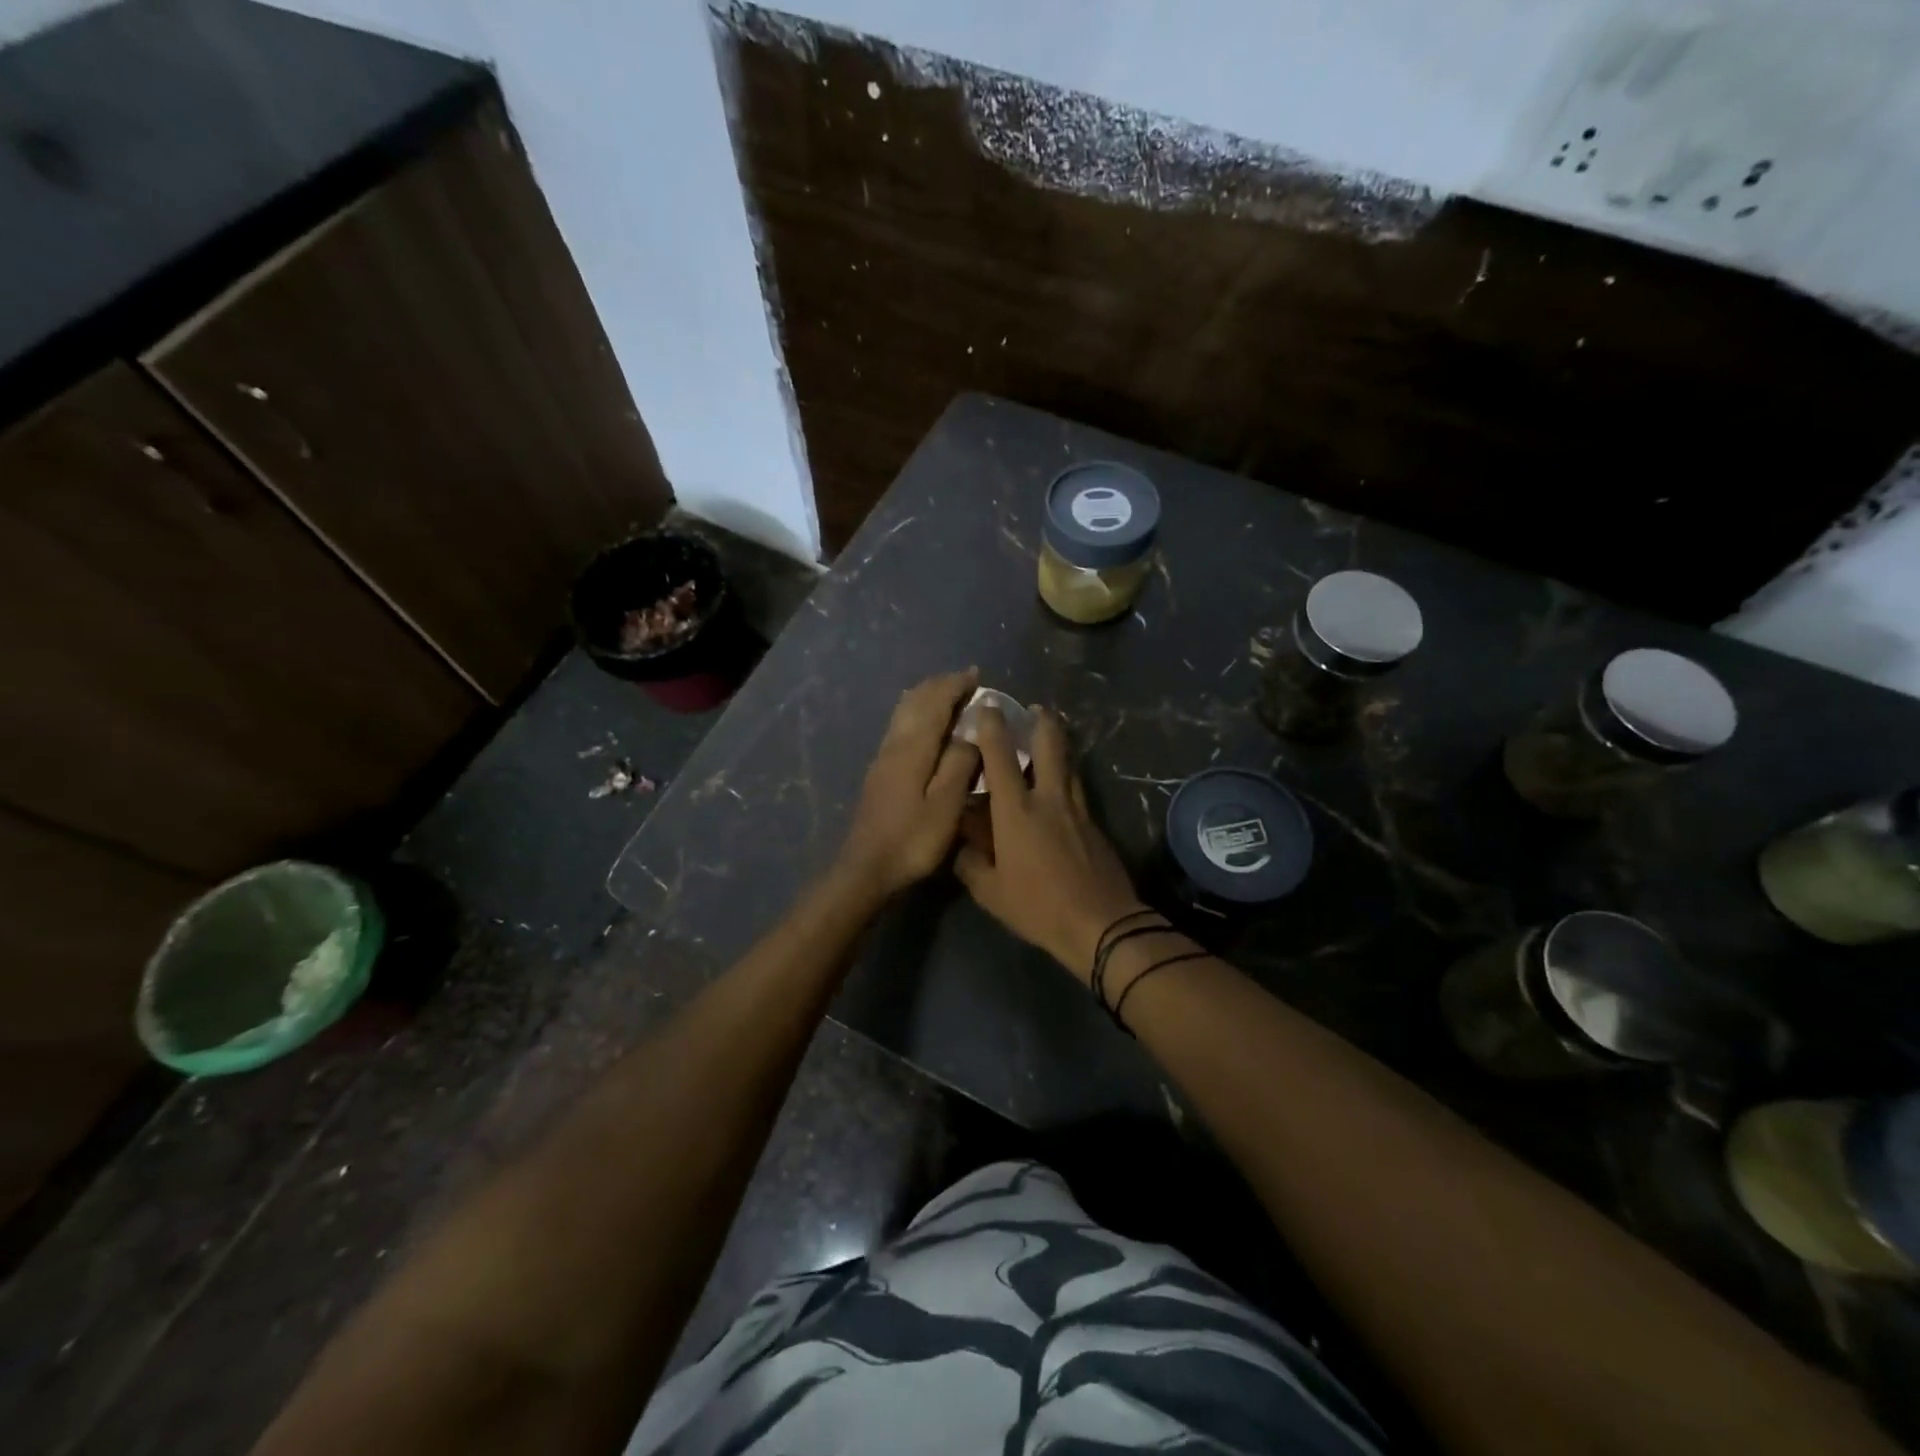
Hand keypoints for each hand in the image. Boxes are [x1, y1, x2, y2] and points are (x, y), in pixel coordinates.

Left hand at [835, 669, 981, 901]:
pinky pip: (901, 727)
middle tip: (965, 681)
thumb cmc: (912, 840)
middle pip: (914, 701)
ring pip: (904, 713)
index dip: (954, 686)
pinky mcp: (880, 773)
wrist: (866, 868)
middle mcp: (894, 745)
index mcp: (912, 748)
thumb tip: (970, 736)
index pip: (934, 703)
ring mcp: (883, 758)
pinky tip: (927, 727)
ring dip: (926, 698)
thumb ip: (960, 765)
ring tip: (949, 696)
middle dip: (939, 686)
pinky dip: (918, 715)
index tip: (976, 674)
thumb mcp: (946, 806)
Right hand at [954, 706, 1146, 982]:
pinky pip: (1078, 790)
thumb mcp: (991, 893)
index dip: (992, 727)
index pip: (1000, 757)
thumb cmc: (1038, 906)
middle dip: (1042, 721)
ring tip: (1048, 739)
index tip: (987, 705)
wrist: (1102, 924)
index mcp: (1017, 811)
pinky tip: (1061, 789)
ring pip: (1069, 764)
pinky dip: (1067, 778)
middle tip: (1035, 709)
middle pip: (1049, 745)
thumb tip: (962, 847)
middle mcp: (1049, 799)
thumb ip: (971, 865)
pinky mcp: (1096, 825)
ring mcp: (1078, 809)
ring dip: (1058, 746)